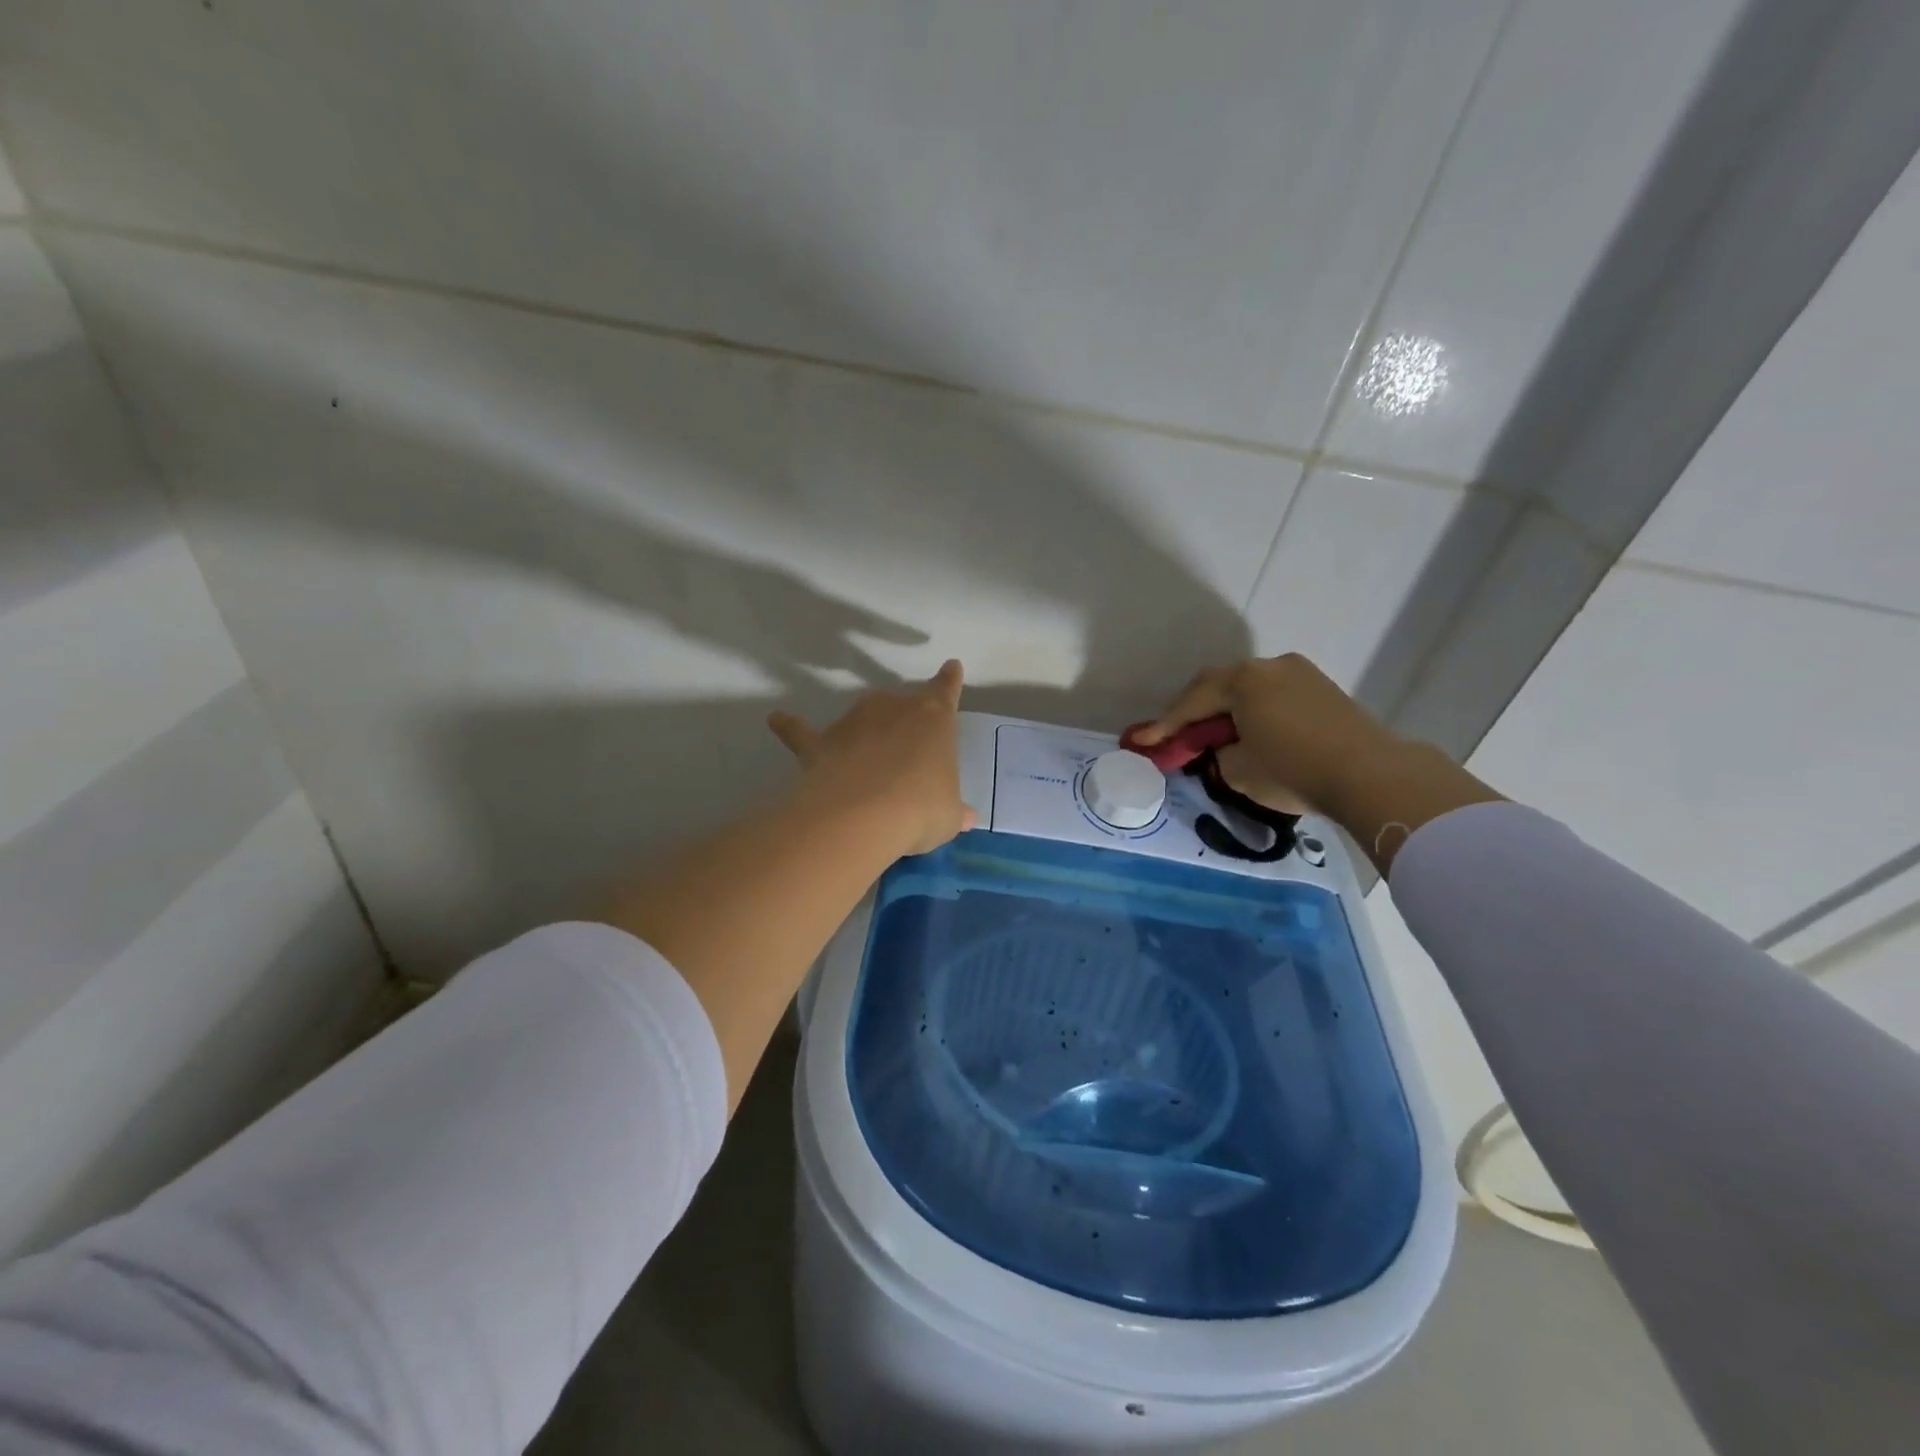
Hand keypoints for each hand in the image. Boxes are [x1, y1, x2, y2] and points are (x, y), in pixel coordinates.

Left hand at [768, 660, 977, 855]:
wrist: (861, 816)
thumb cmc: (920, 808)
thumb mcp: (948, 816)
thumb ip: (954, 811)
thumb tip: (966, 817)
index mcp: (934, 718)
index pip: (946, 691)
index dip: (949, 681)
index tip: (951, 667)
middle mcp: (893, 707)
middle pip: (900, 705)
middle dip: (903, 724)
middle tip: (906, 755)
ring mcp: (853, 721)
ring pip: (861, 718)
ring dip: (864, 733)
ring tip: (866, 764)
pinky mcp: (819, 742)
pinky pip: (802, 731)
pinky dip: (789, 726)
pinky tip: (776, 719)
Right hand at [1133, 654, 1401, 817]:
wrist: (1371, 775)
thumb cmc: (1293, 771)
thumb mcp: (1238, 771)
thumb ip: (1218, 754)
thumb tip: (1224, 748)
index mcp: (1244, 680)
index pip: (1193, 702)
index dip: (1165, 724)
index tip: (1142, 740)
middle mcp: (1270, 666)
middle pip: (1220, 686)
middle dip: (1196, 711)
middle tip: (1178, 735)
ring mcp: (1301, 673)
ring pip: (1250, 688)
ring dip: (1229, 709)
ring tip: (1218, 736)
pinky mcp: (1323, 689)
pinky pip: (1275, 695)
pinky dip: (1257, 711)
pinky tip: (1254, 732)